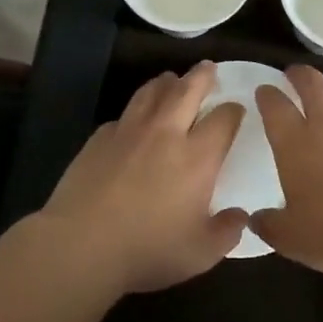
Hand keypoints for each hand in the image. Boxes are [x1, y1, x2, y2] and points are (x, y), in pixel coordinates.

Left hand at [40, 62, 247, 293]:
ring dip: (166, 82)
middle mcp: (166, 134)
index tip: (237, 109)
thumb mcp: (200, 253)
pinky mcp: (99, 139)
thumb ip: (226, 232)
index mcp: (198, 157)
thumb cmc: (148, 250)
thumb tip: (241, 216)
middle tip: (207, 68)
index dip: (234, 110)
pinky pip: (123, 115)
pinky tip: (134, 119)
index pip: (224, 119)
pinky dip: (135, 110)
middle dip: (201, 76)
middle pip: (187, 90)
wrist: (82, 244)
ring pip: (151, 92)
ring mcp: (129, 132)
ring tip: (171, 79)